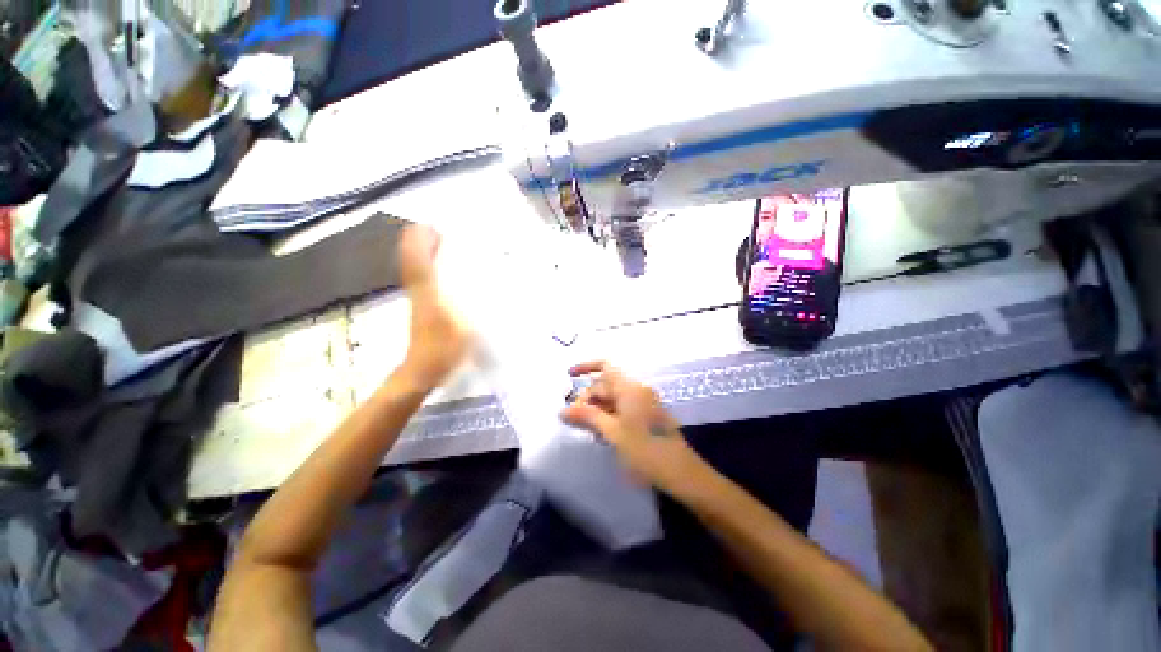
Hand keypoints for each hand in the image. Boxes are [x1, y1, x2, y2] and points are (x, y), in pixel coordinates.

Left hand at [398, 225, 470, 388]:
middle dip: (418, 243)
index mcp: (428, 295)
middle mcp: (420, 293)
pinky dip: (424, 269)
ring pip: (413, 271)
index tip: (429, 226)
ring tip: (435, 243)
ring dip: (419, 254)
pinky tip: (437, 270)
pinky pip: (419, 282)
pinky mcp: (422, 310)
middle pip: (412, 262)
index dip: (421, 243)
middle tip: (433, 229)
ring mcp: (419, 302)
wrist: (421, 372)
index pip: (419, 262)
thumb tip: (479, 288)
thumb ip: (468, 309)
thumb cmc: (443, 352)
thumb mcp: (461, 329)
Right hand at [560, 361, 704, 495]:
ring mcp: (643, 403)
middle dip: (588, 398)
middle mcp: (637, 390)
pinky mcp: (646, 416)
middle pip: (606, 385)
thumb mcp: (612, 432)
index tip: (569, 375)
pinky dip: (609, 416)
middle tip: (574, 420)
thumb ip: (587, 416)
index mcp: (629, 388)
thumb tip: (562, 410)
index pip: (605, 367)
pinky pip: (622, 409)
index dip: (585, 367)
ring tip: (587, 431)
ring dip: (597, 410)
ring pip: (613, 399)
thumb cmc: (645, 449)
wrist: (681, 472)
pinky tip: (602, 434)